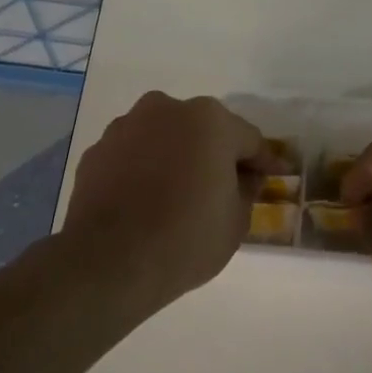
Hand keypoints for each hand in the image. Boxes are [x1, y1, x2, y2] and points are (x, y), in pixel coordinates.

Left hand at [64, 93, 267, 312]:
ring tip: (180, 193)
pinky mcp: (97, 151)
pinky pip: (133, 156)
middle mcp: (166, 110)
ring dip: (176, 157)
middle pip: (203, 130)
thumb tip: (243, 177)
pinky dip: (144, 170)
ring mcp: (125, 127)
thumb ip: (246, 189)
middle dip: (216, 153)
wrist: (110, 262)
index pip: (249, 139)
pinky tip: (146, 200)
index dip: (264, 161)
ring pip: (164, 138)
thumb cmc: (187, 238)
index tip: (274, 176)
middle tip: (225, 185)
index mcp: (210, 121)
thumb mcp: (237, 220)